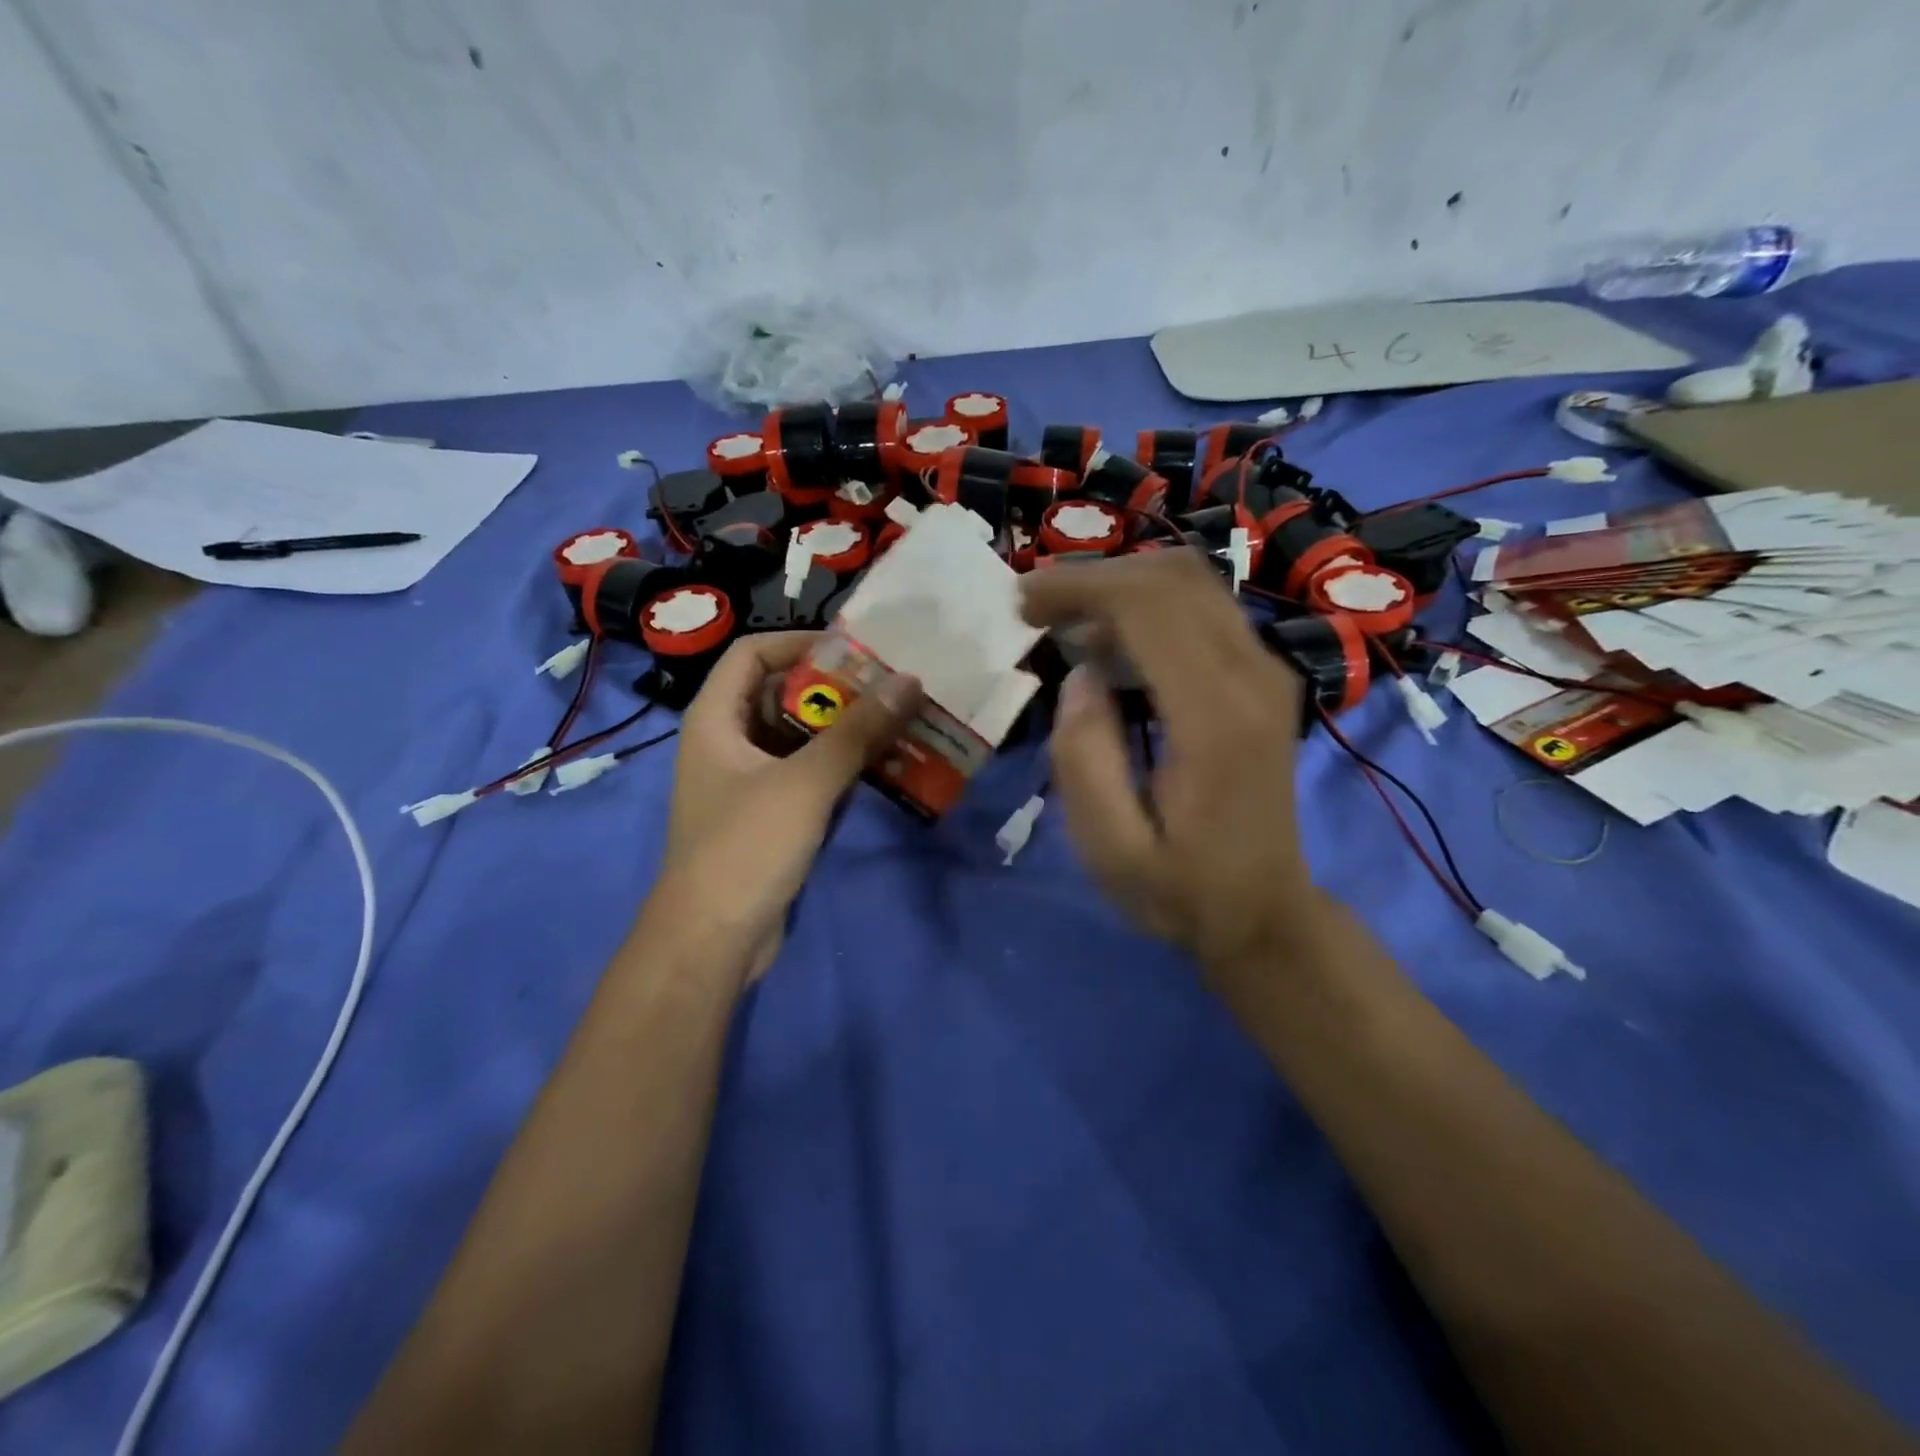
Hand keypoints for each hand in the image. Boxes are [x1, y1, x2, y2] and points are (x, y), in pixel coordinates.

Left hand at [659, 633, 920, 982]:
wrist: (713, 941)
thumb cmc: (746, 848)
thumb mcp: (806, 782)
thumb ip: (858, 730)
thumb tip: (909, 680)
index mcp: (715, 718)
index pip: (753, 652)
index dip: (801, 642)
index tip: (857, 650)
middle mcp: (727, 741)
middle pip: (780, 693)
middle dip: (835, 689)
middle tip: (890, 686)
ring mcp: (747, 781)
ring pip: (799, 737)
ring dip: (844, 730)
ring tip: (898, 722)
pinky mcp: (767, 815)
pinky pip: (806, 774)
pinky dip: (840, 766)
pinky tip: (883, 768)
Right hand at [1021, 550, 1319, 971]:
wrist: (1265, 913)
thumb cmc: (1182, 890)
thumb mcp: (1111, 851)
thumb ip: (1085, 760)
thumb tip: (1081, 676)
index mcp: (1215, 718)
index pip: (1149, 605)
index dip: (1079, 586)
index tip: (1022, 602)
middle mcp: (1253, 676)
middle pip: (1173, 577)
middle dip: (1094, 576)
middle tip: (1034, 606)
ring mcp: (1268, 671)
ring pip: (1191, 583)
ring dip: (1120, 586)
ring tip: (1062, 621)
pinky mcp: (1264, 677)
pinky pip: (1203, 609)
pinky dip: (1147, 606)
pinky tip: (1108, 643)